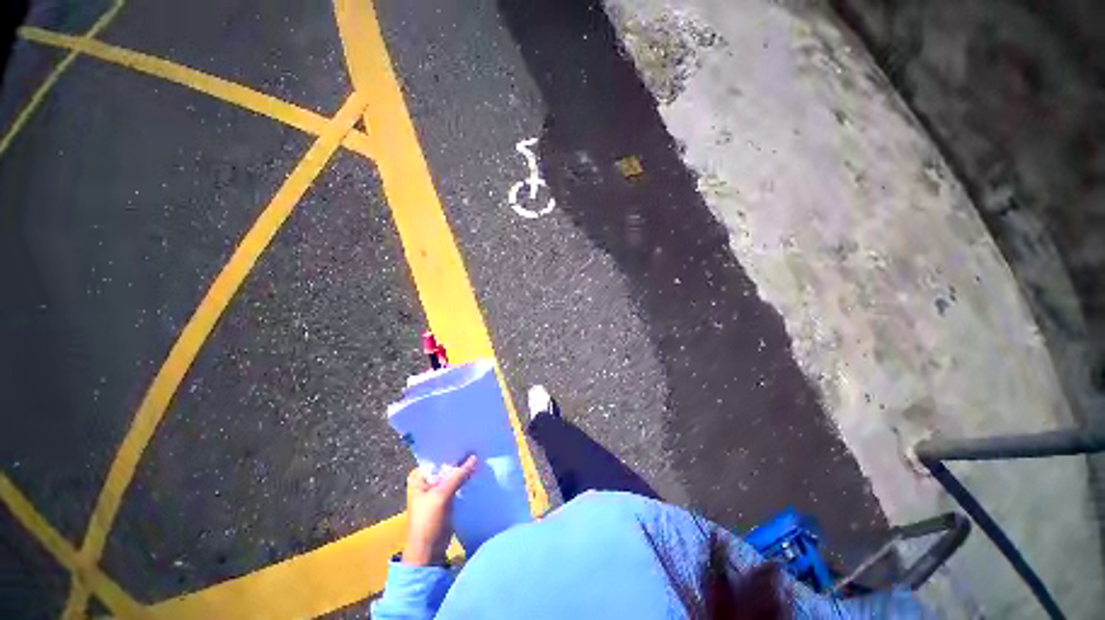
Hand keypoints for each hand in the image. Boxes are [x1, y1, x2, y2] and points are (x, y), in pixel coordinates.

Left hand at [402, 455, 477, 565]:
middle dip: (460, 459)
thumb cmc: (427, 522)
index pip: (438, 456)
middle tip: (477, 446)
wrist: (428, 552)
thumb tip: (475, 457)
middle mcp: (426, 480)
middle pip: (446, 464)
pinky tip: (477, 471)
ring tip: (480, 456)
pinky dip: (465, 479)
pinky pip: (457, 483)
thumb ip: (458, 476)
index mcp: (419, 476)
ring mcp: (436, 489)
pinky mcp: (446, 498)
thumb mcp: (442, 496)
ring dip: (464, 469)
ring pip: (453, 474)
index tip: (468, 440)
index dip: (452, 449)